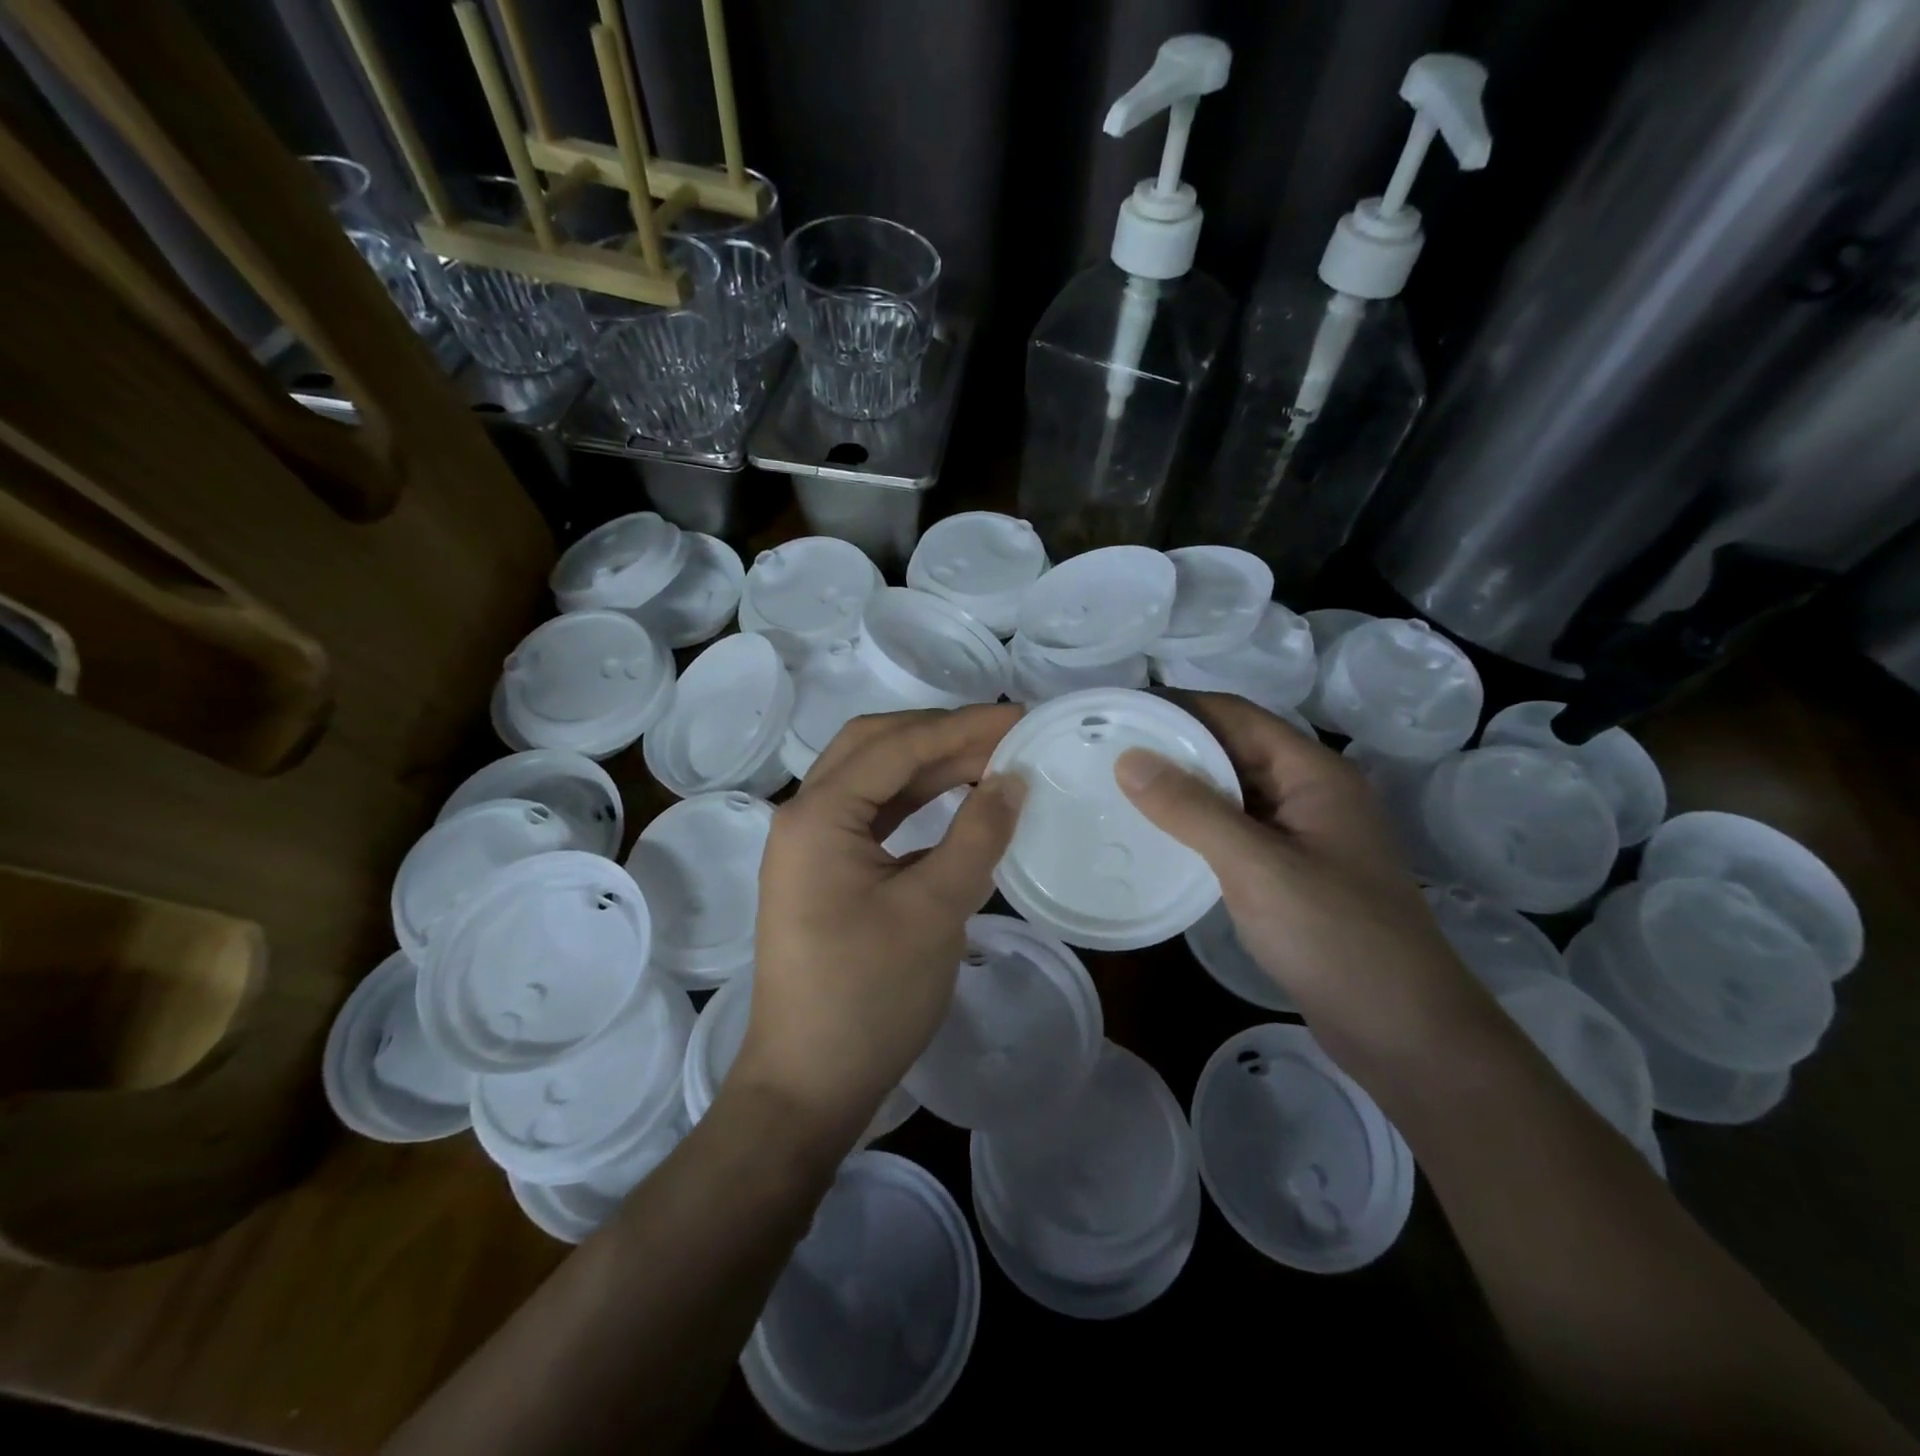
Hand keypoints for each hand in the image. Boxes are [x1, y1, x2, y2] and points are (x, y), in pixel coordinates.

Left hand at [737, 705, 1026, 1146]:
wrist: (808, 1085)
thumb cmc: (869, 997)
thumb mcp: (935, 911)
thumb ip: (977, 835)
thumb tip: (1013, 779)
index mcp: (818, 815)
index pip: (897, 746)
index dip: (962, 727)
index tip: (1019, 716)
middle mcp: (804, 817)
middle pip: (874, 747)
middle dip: (940, 733)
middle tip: (1003, 733)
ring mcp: (809, 847)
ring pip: (872, 779)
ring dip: (928, 765)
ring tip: (989, 759)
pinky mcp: (823, 874)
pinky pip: (872, 817)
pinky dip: (914, 802)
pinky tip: (956, 804)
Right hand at [1114, 693, 1488, 1072]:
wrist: (1404, 1033)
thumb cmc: (1336, 936)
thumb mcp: (1257, 866)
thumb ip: (1192, 810)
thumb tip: (1128, 759)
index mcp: (1314, 774)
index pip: (1237, 716)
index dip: (1180, 706)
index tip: (1121, 710)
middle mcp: (1310, 794)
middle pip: (1235, 749)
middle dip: (1175, 745)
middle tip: (1107, 748)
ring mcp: (1303, 836)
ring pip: (1233, 793)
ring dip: (1184, 786)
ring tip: (1118, 785)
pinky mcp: (1291, 873)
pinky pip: (1236, 831)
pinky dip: (1197, 825)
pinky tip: (1158, 835)